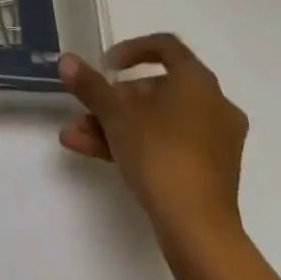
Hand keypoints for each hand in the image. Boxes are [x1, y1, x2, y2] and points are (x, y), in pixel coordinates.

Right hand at [57, 33, 248, 248]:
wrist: (198, 231)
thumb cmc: (160, 155)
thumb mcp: (116, 116)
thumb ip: (91, 85)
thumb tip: (66, 60)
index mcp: (198, 82)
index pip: (165, 47)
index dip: (131, 49)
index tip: (106, 64)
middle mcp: (213, 106)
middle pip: (156, 89)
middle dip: (115, 99)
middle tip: (89, 108)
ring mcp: (214, 142)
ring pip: (157, 121)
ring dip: (115, 125)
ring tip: (77, 135)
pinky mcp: (209, 173)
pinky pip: (167, 145)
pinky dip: (134, 145)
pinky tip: (90, 151)